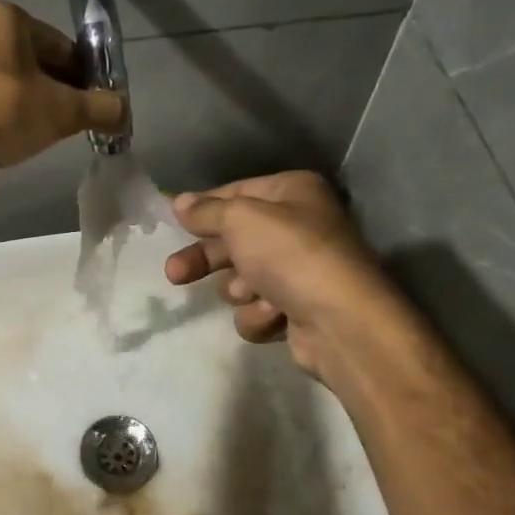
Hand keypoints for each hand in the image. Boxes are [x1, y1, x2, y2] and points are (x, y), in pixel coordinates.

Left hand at [0, 0, 126, 166]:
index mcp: (4, 13)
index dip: (80, 78)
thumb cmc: (3, 113)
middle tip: (62, 121)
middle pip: (29, 58)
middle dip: (50, 87)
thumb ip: (99, 108)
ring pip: (2, 73)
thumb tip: (125, 111)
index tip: (88, 106)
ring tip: (31, 129)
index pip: (59, 45)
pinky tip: (1, 128)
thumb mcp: (61, 111)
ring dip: (22, 96)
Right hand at [164, 171, 393, 380]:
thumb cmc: (290, 254)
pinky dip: (260, 314)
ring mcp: (299, 271)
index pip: (235, 193)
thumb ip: (206, 211)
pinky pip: (258, 309)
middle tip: (175, 272)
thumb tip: (179, 201)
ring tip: (252, 293)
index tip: (173, 221)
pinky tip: (274, 314)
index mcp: (292, 193)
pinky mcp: (298, 310)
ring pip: (242, 279)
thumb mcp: (241, 219)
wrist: (340, 321)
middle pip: (233, 239)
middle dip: (206, 259)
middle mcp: (298, 226)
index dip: (203, 208)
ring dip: (240, 289)